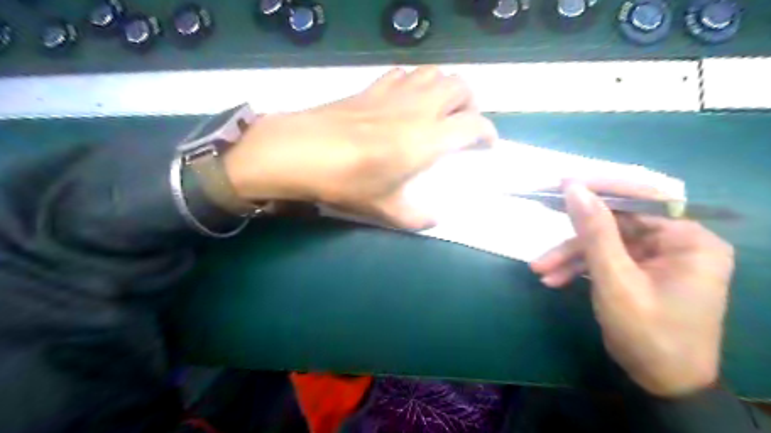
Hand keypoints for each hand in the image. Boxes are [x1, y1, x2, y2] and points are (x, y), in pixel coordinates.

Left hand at [226, 65, 497, 227]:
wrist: (299, 151)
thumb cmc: (346, 182)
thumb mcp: (385, 210)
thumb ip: (416, 218)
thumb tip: (435, 220)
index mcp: (427, 138)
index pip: (474, 124)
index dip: (487, 134)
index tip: (487, 146)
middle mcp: (418, 108)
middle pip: (461, 86)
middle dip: (471, 103)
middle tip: (464, 125)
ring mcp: (394, 92)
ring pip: (435, 73)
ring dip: (446, 88)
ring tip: (440, 110)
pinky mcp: (373, 87)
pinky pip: (405, 73)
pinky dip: (416, 82)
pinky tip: (406, 101)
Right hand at [530, 180, 734, 398]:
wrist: (661, 383)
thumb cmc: (647, 333)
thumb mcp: (614, 280)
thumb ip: (594, 231)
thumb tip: (574, 188)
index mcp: (688, 240)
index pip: (643, 197)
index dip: (601, 187)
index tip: (563, 182)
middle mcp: (677, 242)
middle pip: (617, 222)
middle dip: (575, 234)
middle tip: (542, 214)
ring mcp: (657, 257)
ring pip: (605, 243)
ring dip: (570, 255)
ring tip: (538, 269)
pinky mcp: (640, 270)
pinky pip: (606, 259)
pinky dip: (579, 268)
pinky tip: (553, 279)